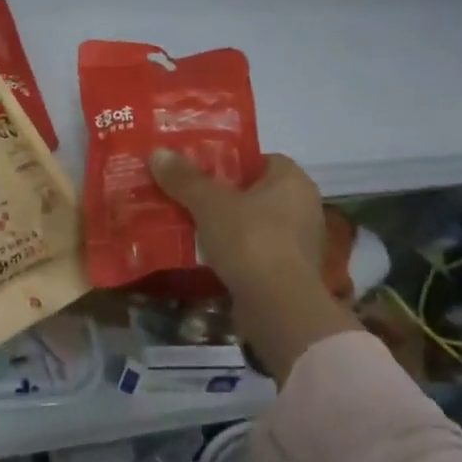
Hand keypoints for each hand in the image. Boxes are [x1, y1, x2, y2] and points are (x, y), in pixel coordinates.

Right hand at [151, 150, 323, 288]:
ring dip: (225, 224)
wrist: (278, 308)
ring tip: (189, 222)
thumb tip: (158, 152)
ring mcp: (298, 243)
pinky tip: (204, 253)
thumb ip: (184, 178)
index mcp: (293, 180)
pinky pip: (254, 250)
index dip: (228, 160)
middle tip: (186, 193)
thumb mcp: (209, 204)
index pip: (259, 158)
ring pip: (253, 223)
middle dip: (222, 193)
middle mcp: (303, 206)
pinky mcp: (289, 273)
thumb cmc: (251, 241)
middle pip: (254, 191)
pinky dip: (233, 250)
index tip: (198, 167)